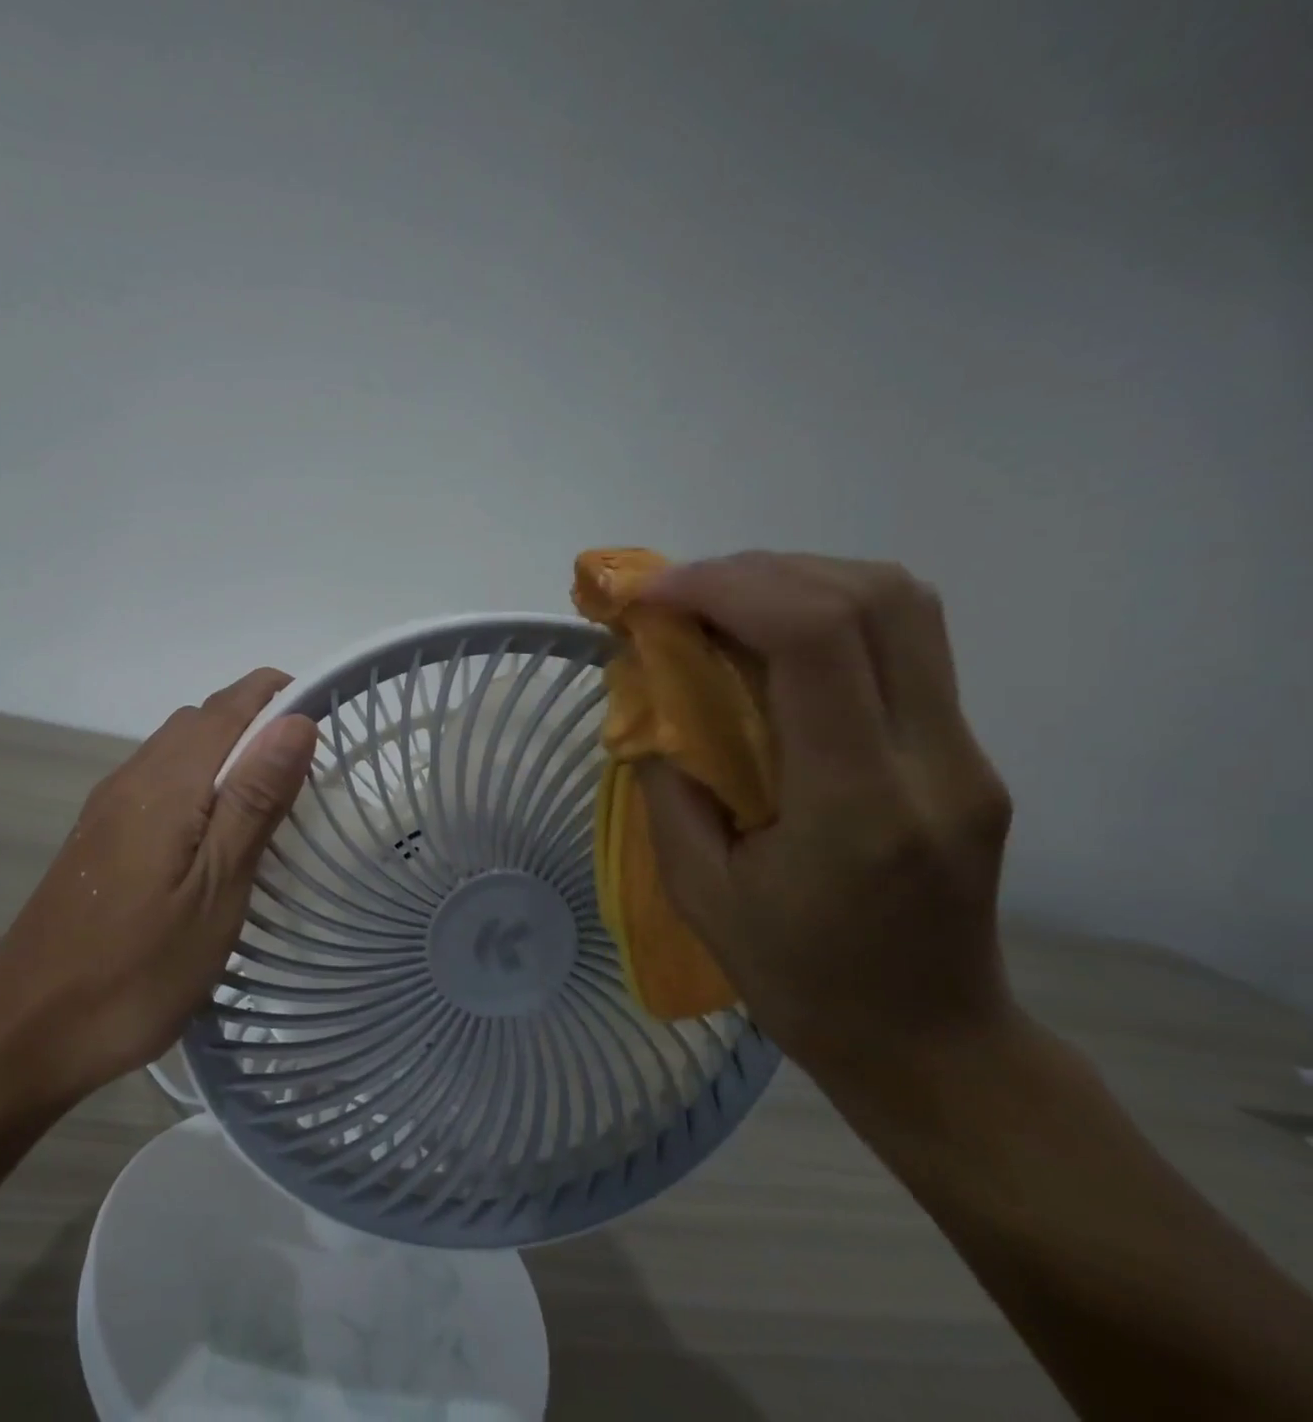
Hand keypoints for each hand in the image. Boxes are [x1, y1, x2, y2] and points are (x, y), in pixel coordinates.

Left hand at [0, 668, 317, 1109]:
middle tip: (307, 769)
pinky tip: (213, 833)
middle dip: (258, 721)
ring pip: (177, 748)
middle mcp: (134, 777)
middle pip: (202, 719)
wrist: (24, 1032)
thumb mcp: (216, 889)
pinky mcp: (99, 836)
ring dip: (227, 751)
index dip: (279, 694)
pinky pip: (159, 780)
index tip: (326, 714)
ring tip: (270, 799)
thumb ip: (255, 800)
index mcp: (167, 782)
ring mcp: (110, 807)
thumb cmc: (135, 969)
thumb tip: (296, 720)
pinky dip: (199, 780)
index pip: (230, 706)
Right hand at [637, 553, 1015, 1086]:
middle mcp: (933, 761)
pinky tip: (767, 643)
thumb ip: (670, 786)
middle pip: (874, 596)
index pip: (815, 639)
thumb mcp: (701, 894)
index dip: (727, 589)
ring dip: (797, 580)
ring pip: (902, 603)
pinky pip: (903, 642)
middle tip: (681, 594)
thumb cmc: (800, 983)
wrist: (932, 1044)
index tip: (653, 596)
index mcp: (859, 805)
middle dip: (759, 571)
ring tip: (720, 605)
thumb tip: (650, 703)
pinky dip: (823, 613)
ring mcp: (964, 752)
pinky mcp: (964, 751)